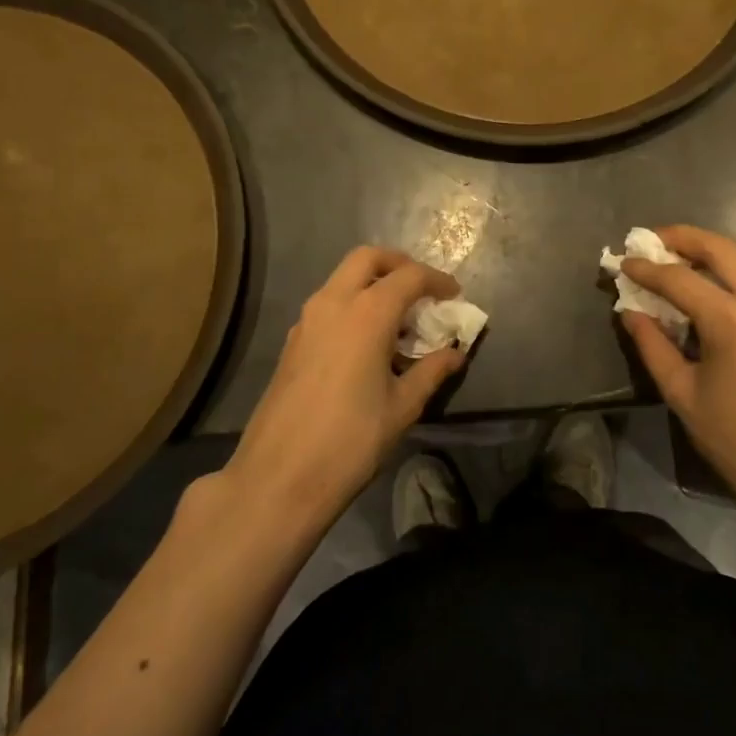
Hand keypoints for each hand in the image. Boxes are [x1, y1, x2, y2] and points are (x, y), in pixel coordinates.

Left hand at [225, 247, 466, 526]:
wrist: (279, 477)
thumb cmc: (350, 441)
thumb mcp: (402, 407)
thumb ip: (431, 371)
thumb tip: (456, 353)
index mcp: (366, 314)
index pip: (409, 276)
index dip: (437, 280)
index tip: (455, 295)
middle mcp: (333, 304)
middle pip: (368, 258)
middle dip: (399, 264)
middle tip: (422, 290)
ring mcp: (307, 321)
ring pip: (343, 278)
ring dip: (373, 283)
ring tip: (399, 319)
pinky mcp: (293, 342)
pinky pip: (328, 303)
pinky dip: (353, 304)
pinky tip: (368, 342)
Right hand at [621, 226, 735, 520]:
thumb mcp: (682, 394)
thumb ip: (653, 346)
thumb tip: (630, 312)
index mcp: (732, 322)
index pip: (680, 279)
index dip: (647, 268)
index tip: (622, 261)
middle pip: (721, 250)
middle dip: (683, 237)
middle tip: (651, 239)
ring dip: (708, 250)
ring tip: (674, 254)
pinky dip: (728, 270)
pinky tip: (706, 283)